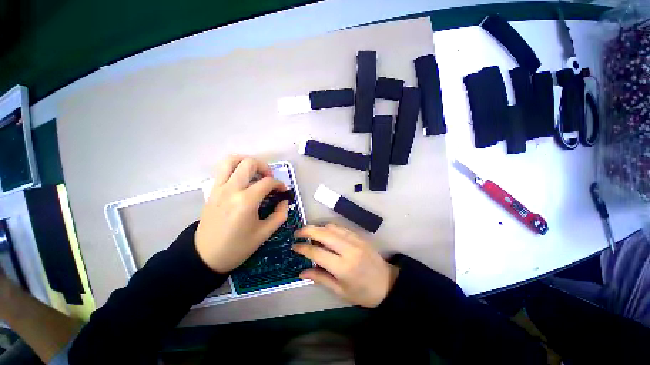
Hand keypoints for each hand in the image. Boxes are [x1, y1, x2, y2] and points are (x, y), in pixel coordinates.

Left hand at [195, 155, 288, 273]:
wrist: (205, 256)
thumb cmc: (237, 247)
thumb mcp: (265, 233)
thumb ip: (280, 214)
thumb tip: (284, 201)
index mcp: (246, 201)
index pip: (267, 182)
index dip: (279, 184)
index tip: (283, 191)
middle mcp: (231, 189)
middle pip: (249, 163)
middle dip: (264, 167)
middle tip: (269, 179)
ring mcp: (219, 188)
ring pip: (231, 160)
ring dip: (246, 162)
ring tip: (254, 173)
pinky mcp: (212, 191)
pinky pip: (222, 170)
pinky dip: (235, 168)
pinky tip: (243, 180)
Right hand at [292, 224, 398, 307]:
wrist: (387, 283)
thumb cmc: (363, 292)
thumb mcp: (340, 291)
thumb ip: (320, 278)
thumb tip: (301, 272)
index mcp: (343, 267)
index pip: (317, 252)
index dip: (303, 248)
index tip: (294, 246)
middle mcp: (348, 249)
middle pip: (323, 233)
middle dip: (307, 230)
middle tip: (298, 233)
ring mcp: (355, 240)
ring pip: (332, 227)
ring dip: (318, 228)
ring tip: (311, 234)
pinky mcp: (359, 236)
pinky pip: (341, 227)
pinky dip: (330, 228)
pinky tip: (326, 233)